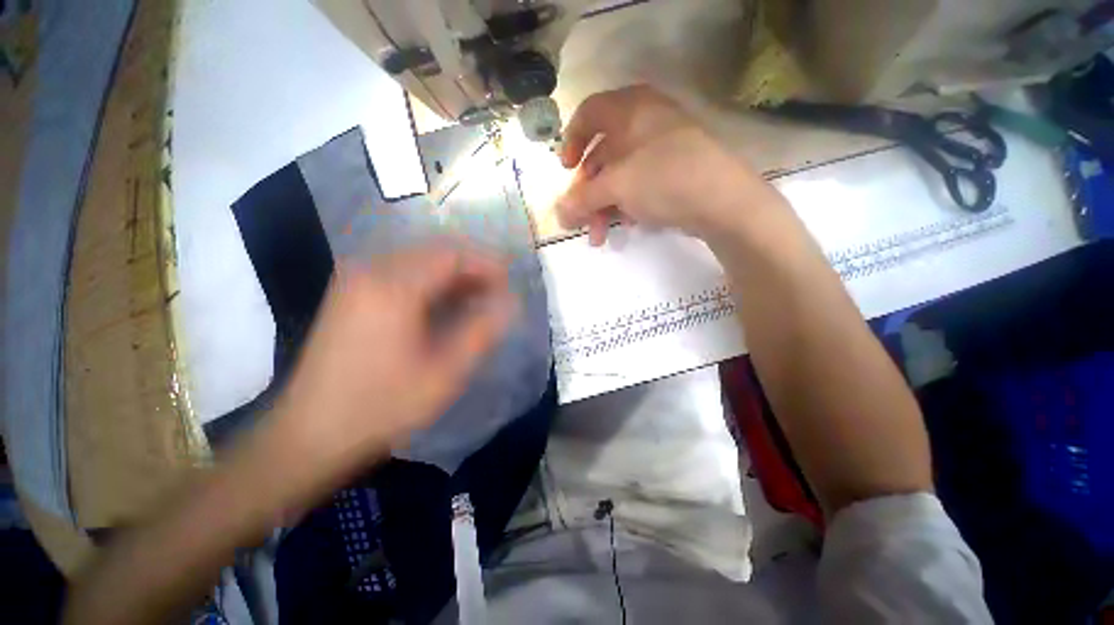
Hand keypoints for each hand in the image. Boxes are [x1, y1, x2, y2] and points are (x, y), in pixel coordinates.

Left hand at [263, 246, 515, 496]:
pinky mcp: (349, 295)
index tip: (509, 284)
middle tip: (495, 295)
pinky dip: (429, 286)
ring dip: (451, 278)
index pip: (452, 255)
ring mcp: (355, 281)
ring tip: (475, 302)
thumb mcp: (445, 373)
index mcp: (394, 287)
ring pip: (417, 263)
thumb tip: (510, 303)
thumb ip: (482, 331)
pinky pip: (400, 275)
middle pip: (434, 254)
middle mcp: (371, 271)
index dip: (487, 265)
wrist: (309, 436)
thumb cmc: (382, 407)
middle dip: (471, 270)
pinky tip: (442, 308)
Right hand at [557, 85, 785, 245]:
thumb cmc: (663, 178)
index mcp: (630, 110)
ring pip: (620, 176)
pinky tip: (628, 226)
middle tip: (580, 220)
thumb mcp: (616, 187)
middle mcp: (645, 123)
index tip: (566, 170)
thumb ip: (582, 199)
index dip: (571, 141)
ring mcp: (661, 148)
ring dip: (604, 208)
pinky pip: (639, 185)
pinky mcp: (674, 171)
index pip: (589, 113)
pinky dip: (627, 206)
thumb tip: (558, 215)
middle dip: (587, 193)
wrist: (723, 201)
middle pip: (602, 155)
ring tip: (600, 237)